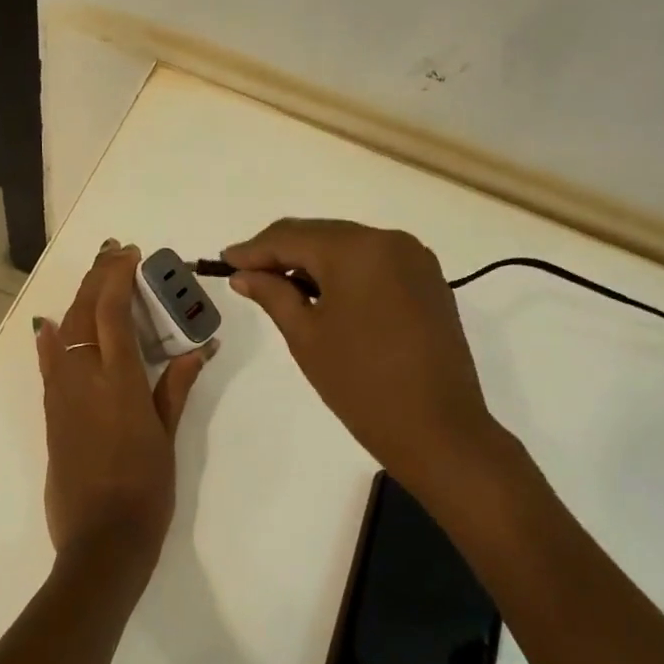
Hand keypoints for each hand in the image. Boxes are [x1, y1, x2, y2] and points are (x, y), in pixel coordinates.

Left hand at [35, 240, 211, 571]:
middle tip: (113, 252)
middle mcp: (83, 378)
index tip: (129, 253)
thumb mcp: (168, 436)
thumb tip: (201, 348)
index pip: (111, 311)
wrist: (101, 541)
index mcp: (119, 381)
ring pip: (63, 331)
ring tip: (95, 278)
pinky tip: (52, 325)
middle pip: (83, 312)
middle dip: (97, 276)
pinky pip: (48, 363)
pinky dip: (52, 337)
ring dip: (78, 299)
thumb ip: (178, 386)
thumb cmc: (146, 490)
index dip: (117, 276)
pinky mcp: (50, 413)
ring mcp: (61, 395)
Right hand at [223, 219, 509, 492]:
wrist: (438, 429)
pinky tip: (323, 292)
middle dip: (282, 251)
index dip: (254, 249)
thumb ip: (272, 294)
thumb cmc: (361, 384)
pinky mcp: (428, 280)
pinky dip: (344, 271)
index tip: (224, 260)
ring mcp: (415, 259)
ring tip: (280, 285)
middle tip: (246, 272)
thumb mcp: (306, 336)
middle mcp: (389, 240)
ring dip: (313, 260)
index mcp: (356, 249)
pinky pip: (375, 261)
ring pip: (348, 245)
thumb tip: (244, 274)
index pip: (291, 237)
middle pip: (321, 234)